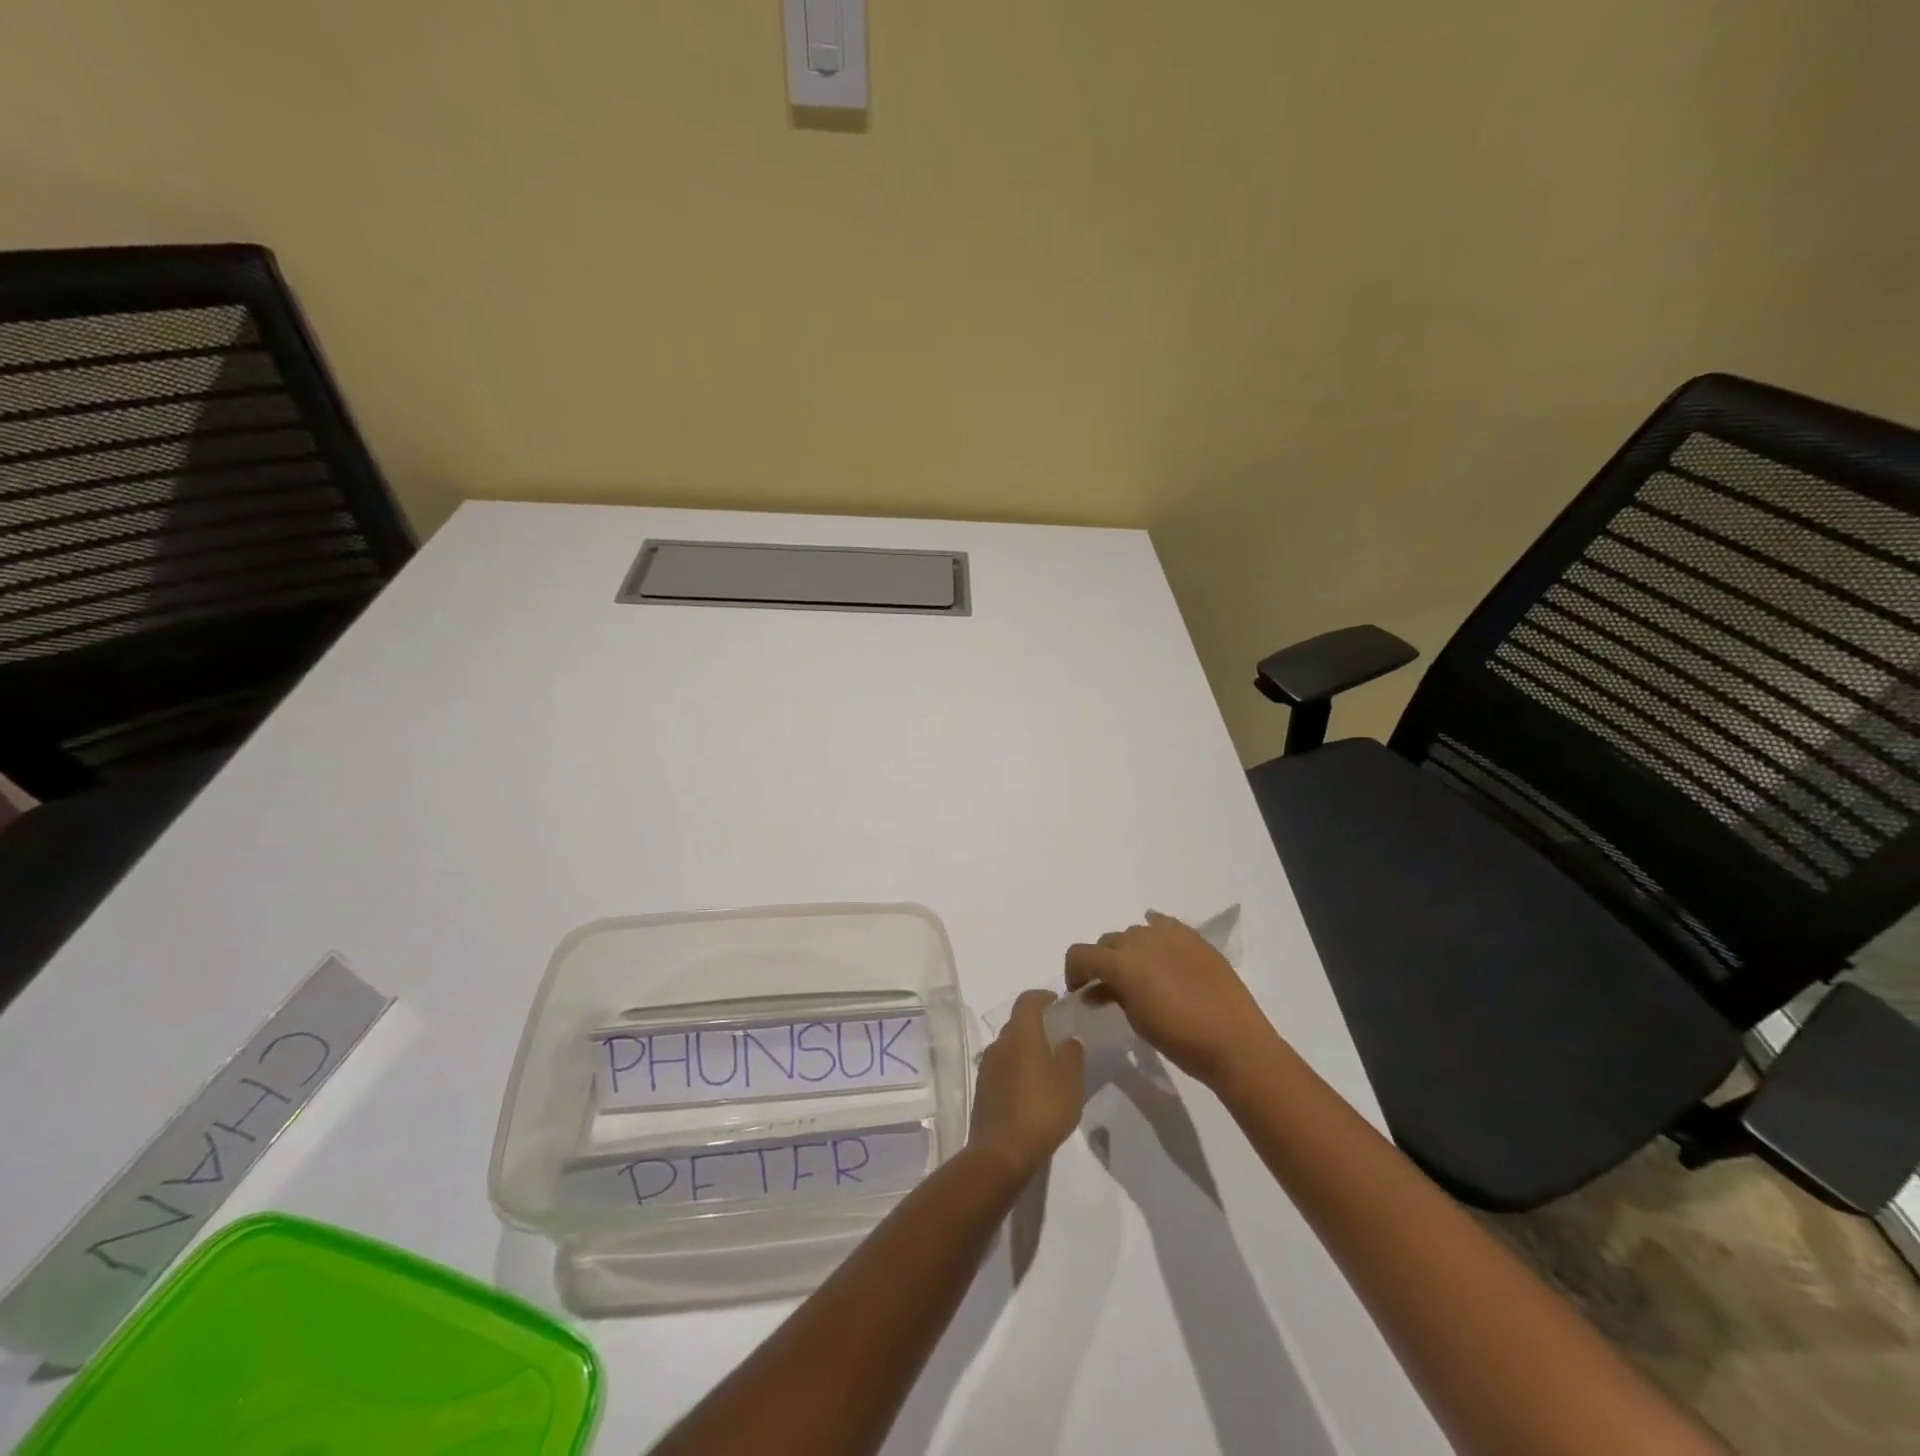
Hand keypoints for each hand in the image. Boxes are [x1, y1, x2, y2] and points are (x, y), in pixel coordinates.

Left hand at [967, 990, 1085, 1179]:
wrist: (1001, 1153)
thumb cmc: (1041, 1109)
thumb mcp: (1070, 1081)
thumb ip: (1072, 1054)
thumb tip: (1068, 1039)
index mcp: (1021, 1033)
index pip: (1028, 1000)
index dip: (1043, 997)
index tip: (1059, 1005)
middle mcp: (1000, 1043)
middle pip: (1018, 1023)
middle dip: (1037, 1025)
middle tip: (1060, 1038)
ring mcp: (987, 1066)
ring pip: (1009, 1047)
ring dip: (1026, 1050)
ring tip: (1049, 1068)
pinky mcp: (983, 1089)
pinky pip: (1002, 1069)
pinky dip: (1017, 1070)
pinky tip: (1032, 1091)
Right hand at [1064, 911, 1279, 1087]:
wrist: (1235, 1043)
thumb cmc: (1180, 1040)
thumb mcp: (1136, 1021)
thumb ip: (1113, 996)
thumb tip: (1098, 989)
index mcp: (1121, 963)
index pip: (1080, 954)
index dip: (1073, 971)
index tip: (1080, 990)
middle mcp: (1140, 940)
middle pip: (1107, 942)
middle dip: (1102, 962)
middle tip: (1109, 987)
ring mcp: (1169, 934)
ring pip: (1134, 933)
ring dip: (1128, 950)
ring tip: (1141, 973)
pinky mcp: (1193, 937)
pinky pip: (1163, 924)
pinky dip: (1154, 932)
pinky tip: (1158, 947)